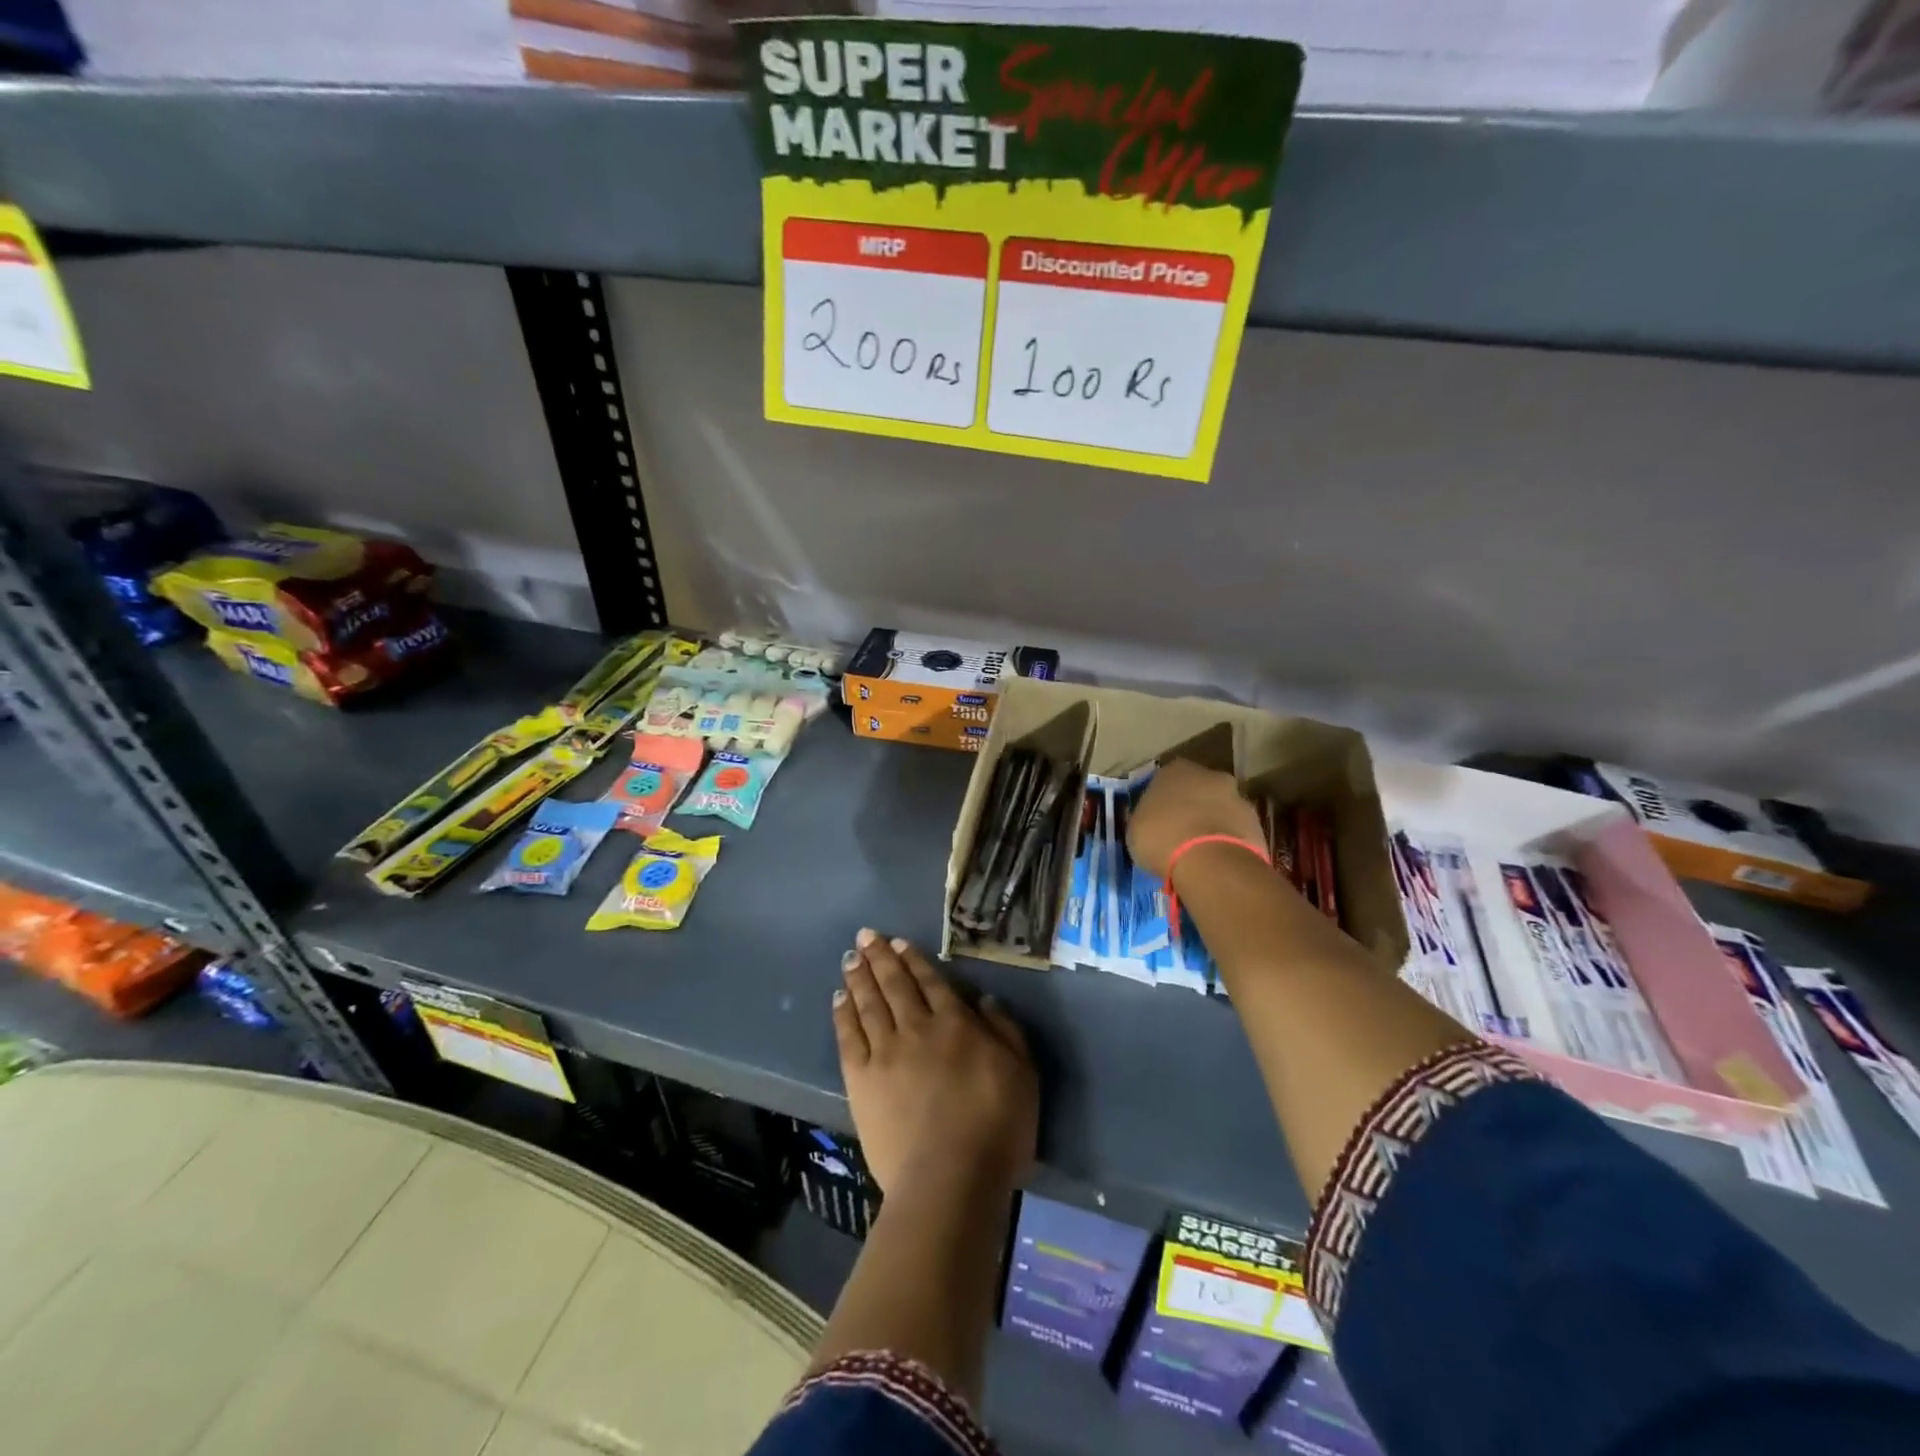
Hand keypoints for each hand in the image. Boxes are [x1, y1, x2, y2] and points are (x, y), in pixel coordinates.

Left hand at [833, 929, 1037, 1195]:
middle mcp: (916, 1028)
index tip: (897, 943)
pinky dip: (842, 1014)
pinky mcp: (861, 1081)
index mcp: (955, 1023)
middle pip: (894, 985)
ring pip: (868, 1004)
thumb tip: (983, 999)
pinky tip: (838, 998)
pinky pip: (849, 1037)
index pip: (930, 981)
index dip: (913, 960)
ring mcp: (885, 1053)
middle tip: (865, 936)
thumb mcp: (1023, 1073)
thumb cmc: (996, 1127)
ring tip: (850, 958)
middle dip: (879, 957)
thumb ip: (1005, 1031)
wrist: (950, 1178)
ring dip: (859, 978)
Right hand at [1128, 758, 1264, 878]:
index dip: (1159, 799)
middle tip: (1178, 832)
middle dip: (1190, 807)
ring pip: (1219, 807)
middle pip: (1197, 789)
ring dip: (1211, 822)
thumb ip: (1144, 817)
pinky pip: (1235, 829)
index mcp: (1174, 769)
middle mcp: (1209, 774)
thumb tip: (1149, 820)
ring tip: (1198, 851)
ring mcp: (1237, 796)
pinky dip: (1227, 840)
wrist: (1211, 862)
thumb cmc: (1162, 838)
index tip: (1154, 818)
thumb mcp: (1136, 829)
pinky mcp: (1256, 822)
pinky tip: (1216, 860)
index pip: (1164, 778)